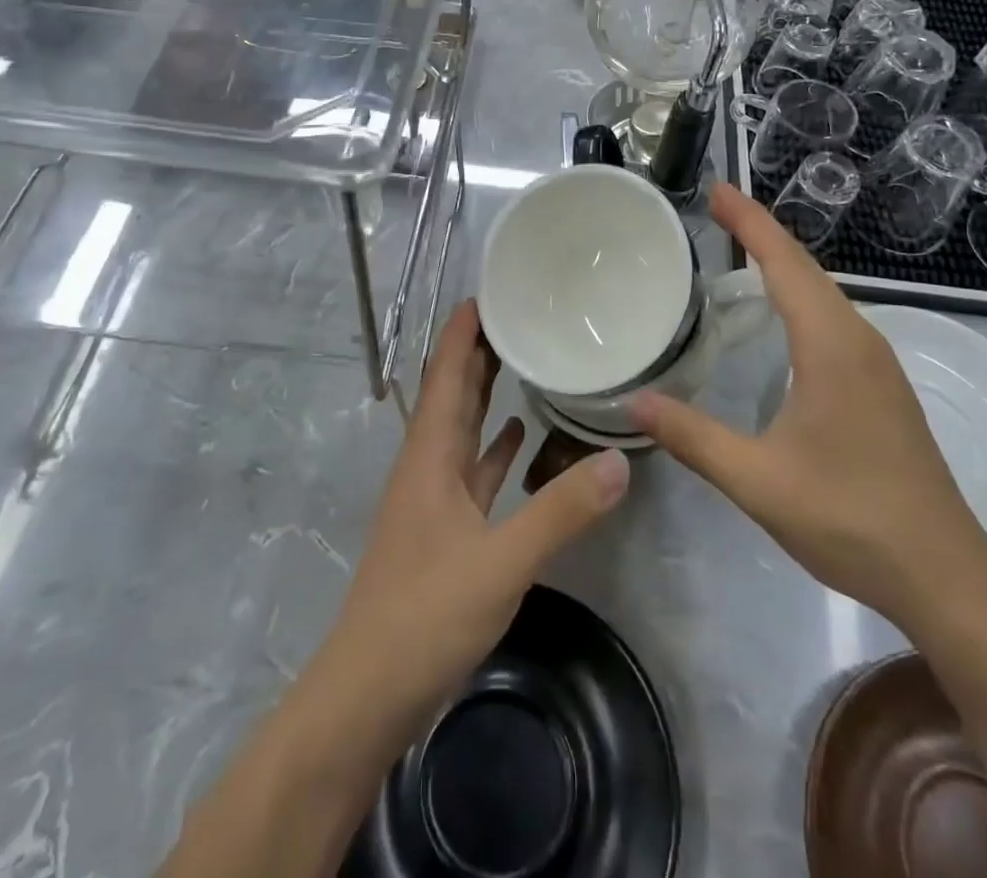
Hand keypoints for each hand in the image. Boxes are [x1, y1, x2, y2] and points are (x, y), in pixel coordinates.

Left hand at [319, 300, 629, 737]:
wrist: (367, 694)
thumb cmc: (424, 615)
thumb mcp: (501, 562)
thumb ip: (560, 511)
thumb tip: (619, 460)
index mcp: (429, 457)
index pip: (444, 375)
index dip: (461, 333)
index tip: (487, 293)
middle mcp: (426, 467)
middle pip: (452, 395)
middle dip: (477, 353)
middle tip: (516, 316)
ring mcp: (432, 502)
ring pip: (461, 431)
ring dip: (483, 394)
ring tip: (520, 361)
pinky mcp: (443, 533)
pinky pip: (472, 473)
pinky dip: (493, 449)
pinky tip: (517, 438)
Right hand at [630, 184, 986, 624]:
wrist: (946, 575)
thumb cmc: (851, 519)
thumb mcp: (758, 481)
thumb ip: (693, 437)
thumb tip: (634, 401)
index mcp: (832, 346)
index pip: (785, 264)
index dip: (750, 221)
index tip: (717, 188)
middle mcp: (858, 340)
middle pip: (805, 268)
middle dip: (760, 231)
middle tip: (714, 208)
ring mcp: (876, 363)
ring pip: (823, 292)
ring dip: (781, 262)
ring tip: (738, 246)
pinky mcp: (880, 385)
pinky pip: (831, 318)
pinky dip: (797, 294)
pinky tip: (777, 314)